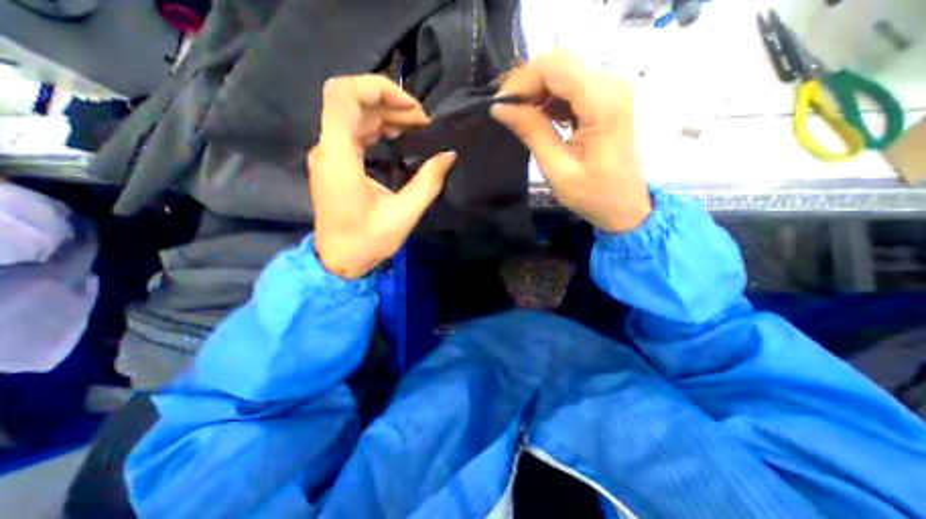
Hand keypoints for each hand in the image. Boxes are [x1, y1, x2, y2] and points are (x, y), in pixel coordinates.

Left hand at [310, 73, 456, 277]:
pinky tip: (398, 137)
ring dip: (386, 114)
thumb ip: (428, 182)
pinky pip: (353, 130)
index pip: (343, 96)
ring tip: (417, 128)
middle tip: (423, 122)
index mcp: (339, 158)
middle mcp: (328, 148)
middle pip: (351, 100)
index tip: (412, 108)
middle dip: (390, 102)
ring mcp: (329, 155)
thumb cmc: (368, 242)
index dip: (378, 88)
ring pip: (353, 114)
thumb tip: (449, 155)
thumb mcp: (404, 214)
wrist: (339, 260)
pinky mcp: (334, 163)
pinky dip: (377, 127)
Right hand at [491, 50, 649, 234]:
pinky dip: (550, 99)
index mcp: (602, 102)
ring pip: (563, 72)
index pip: (554, 67)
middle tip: (508, 113)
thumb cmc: (593, 195)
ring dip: (537, 92)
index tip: (500, 107)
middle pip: (558, 63)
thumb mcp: (557, 168)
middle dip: (527, 85)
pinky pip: (571, 86)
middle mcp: (611, 84)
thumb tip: (500, 108)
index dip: (521, 82)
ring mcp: (611, 89)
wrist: (625, 206)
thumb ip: (531, 132)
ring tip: (521, 119)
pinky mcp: (606, 99)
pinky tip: (541, 120)